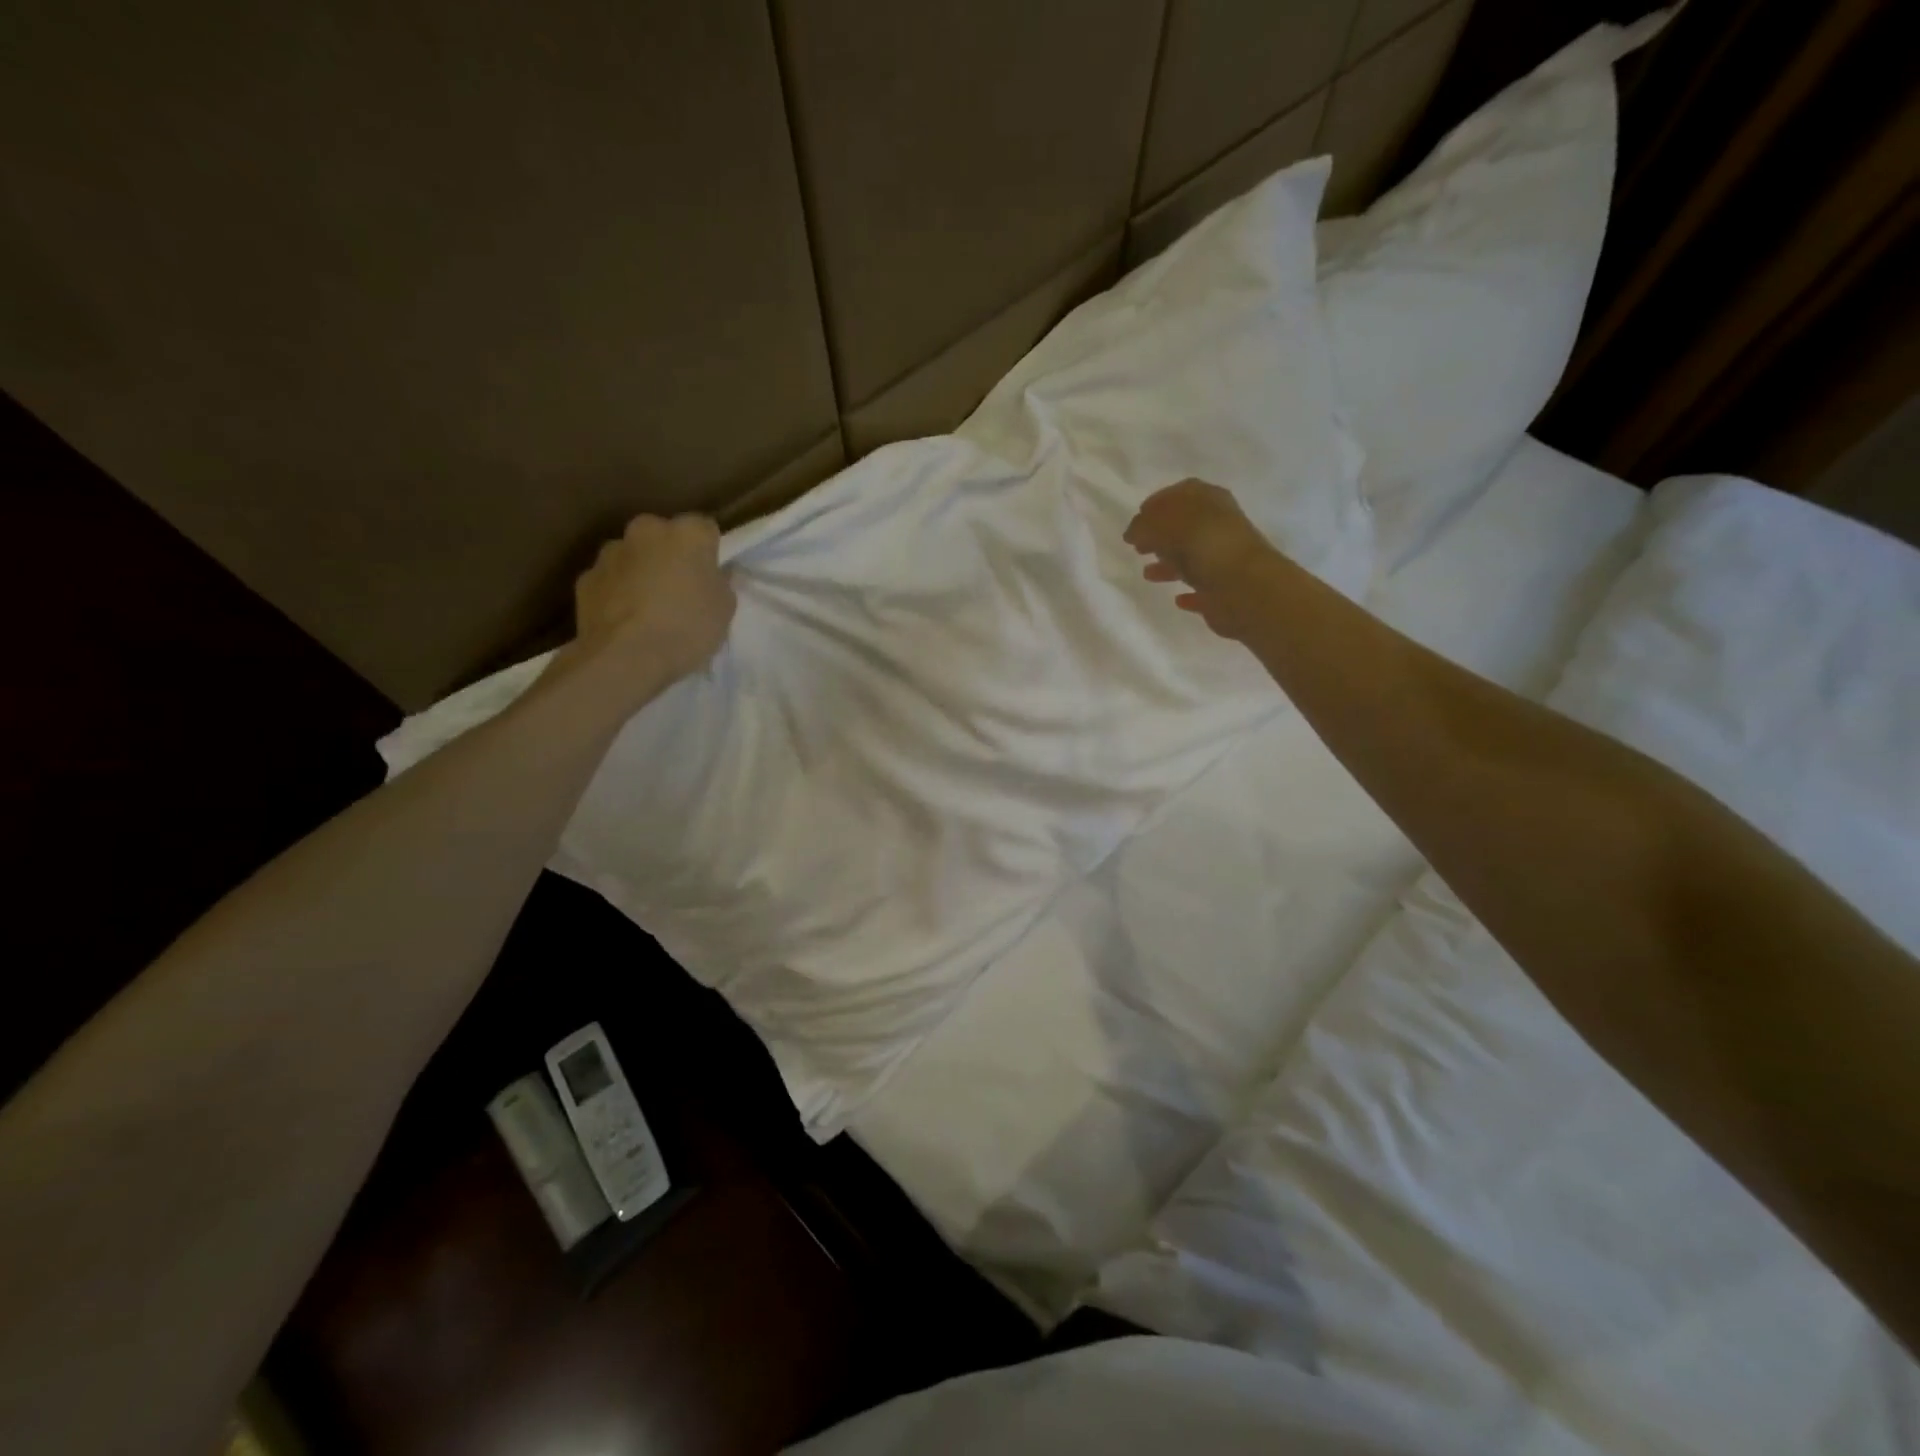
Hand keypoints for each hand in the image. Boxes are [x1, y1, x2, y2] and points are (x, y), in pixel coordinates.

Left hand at [565, 514, 736, 691]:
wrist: (625, 657)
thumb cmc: (686, 628)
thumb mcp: (725, 609)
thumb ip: (720, 582)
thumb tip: (713, 574)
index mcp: (686, 533)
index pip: (704, 529)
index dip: (709, 552)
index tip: (710, 576)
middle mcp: (646, 530)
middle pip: (663, 536)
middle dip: (670, 556)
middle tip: (680, 590)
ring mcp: (610, 553)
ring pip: (633, 556)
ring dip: (641, 572)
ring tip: (649, 609)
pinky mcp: (585, 578)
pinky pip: (610, 580)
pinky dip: (617, 593)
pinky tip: (625, 621)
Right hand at [1123, 479, 1276, 640]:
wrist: (1246, 589)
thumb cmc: (1206, 547)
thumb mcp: (1167, 525)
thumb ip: (1145, 525)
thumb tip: (1132, 532)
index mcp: (1211, 502)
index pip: (1182, 493)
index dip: (1158, 503)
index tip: (1137, 517)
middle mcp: (1220, 528)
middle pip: (1186, 526)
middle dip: (1160, 535)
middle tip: (1137, 546)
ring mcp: (1223, 560)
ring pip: (1191, 559)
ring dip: (1169, 564)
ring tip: (1148, 574)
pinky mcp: (1224, 592)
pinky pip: (1202, 590)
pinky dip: (1189, 592)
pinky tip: (1177, 599)